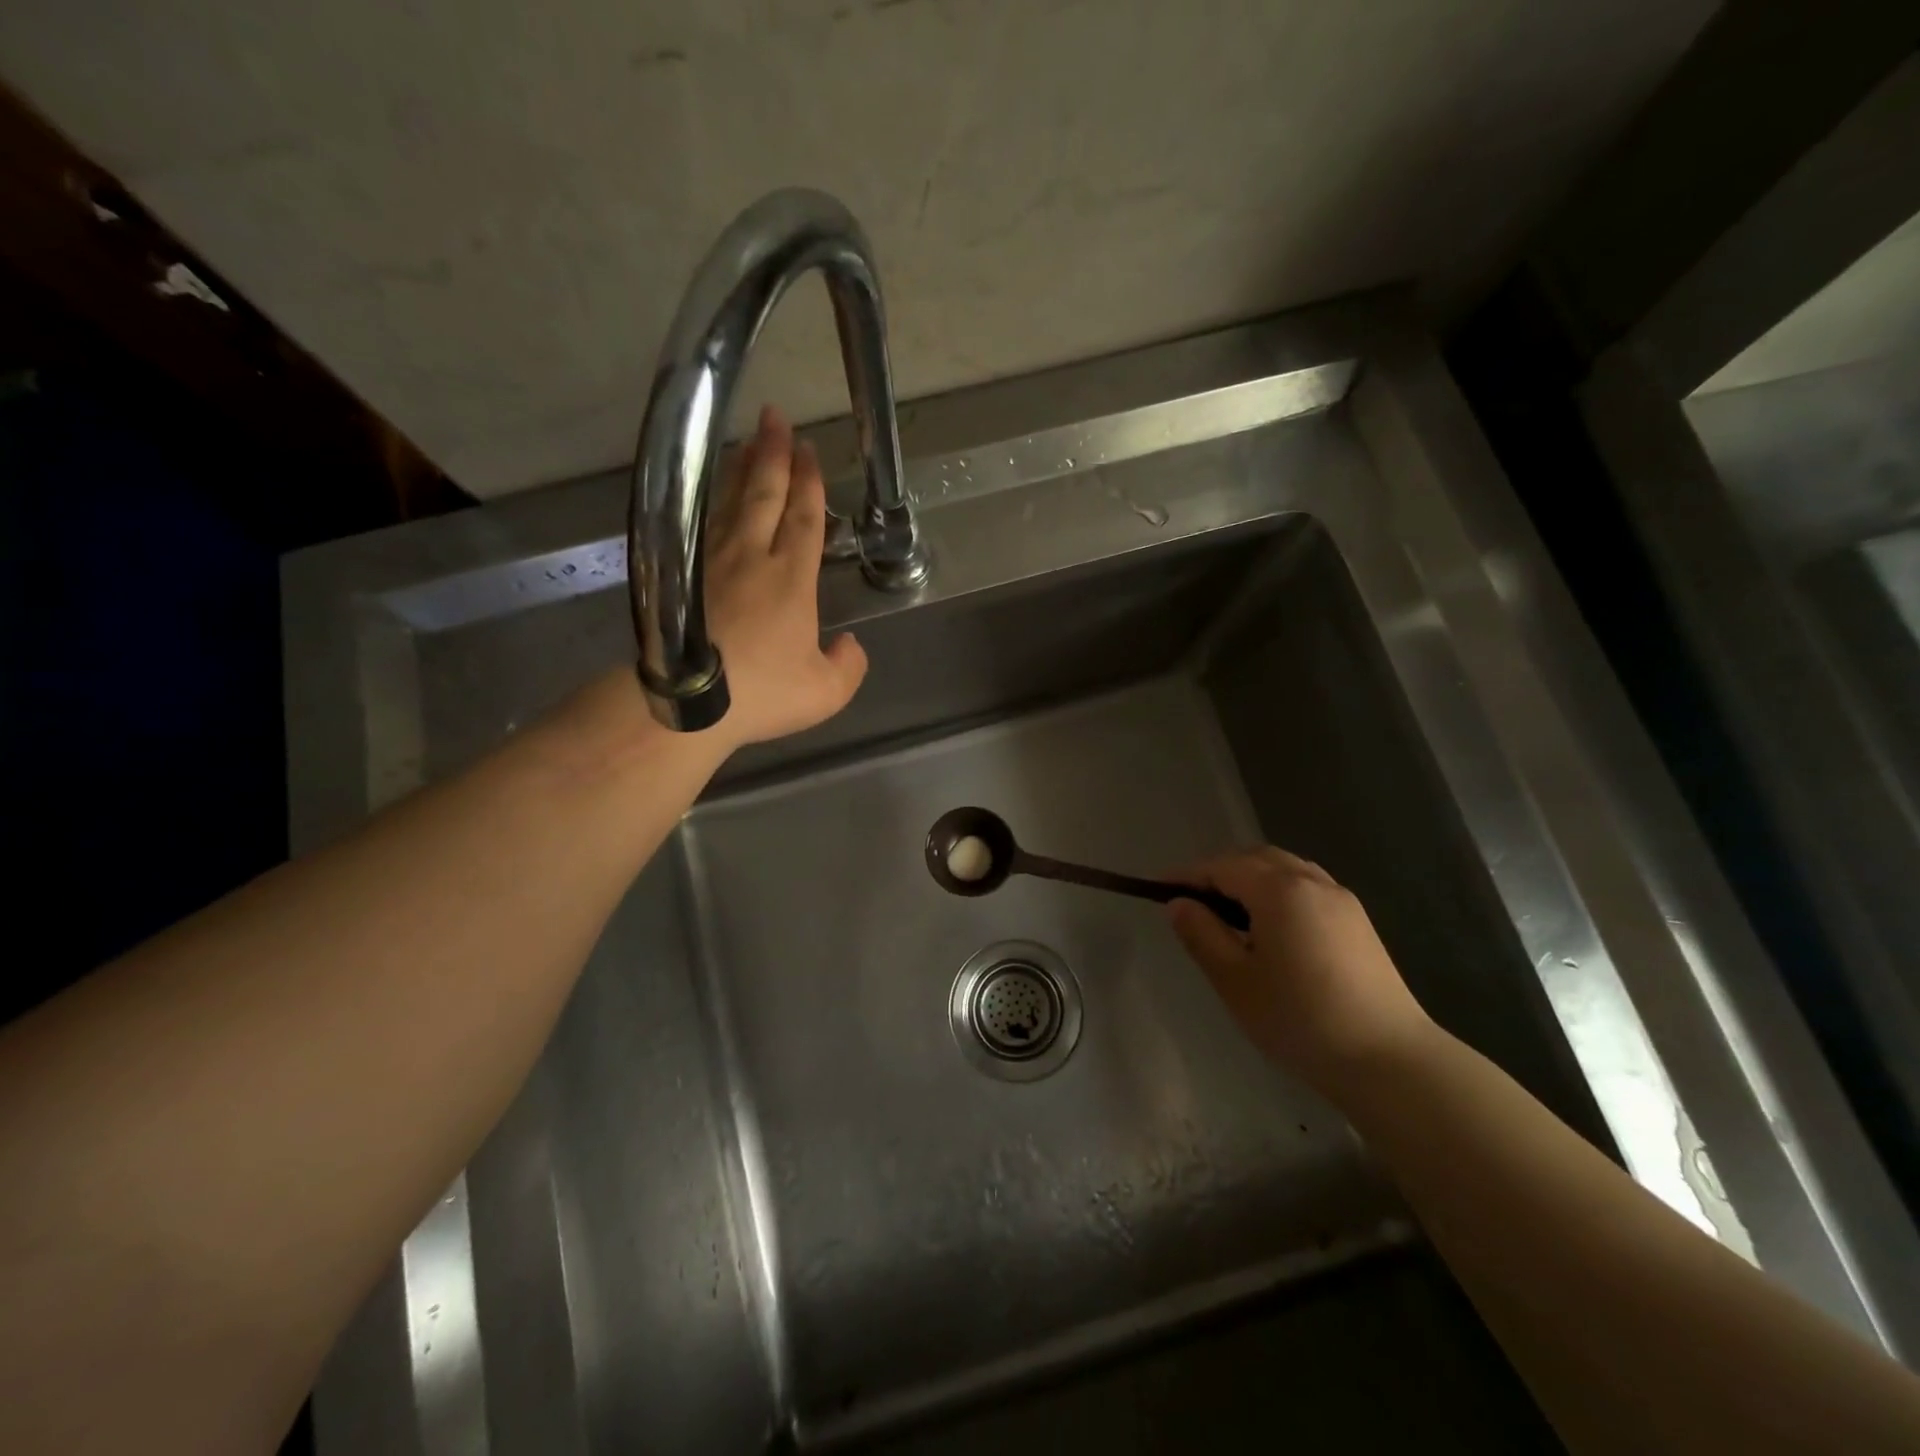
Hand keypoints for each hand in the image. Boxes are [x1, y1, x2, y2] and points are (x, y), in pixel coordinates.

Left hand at [704, 406, 868, 748]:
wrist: (688, 704)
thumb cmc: (762, 693)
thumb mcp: (825, 692)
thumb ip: (847, 666)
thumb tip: (849, 645)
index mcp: (791, 579)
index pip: (804, 518)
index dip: (809, 482)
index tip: (808, 449)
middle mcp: (751, 557)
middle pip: (764, 495)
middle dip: (772, 454)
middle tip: (775, 418)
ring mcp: (711, 562)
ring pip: (729, 502)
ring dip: (740, 469)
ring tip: (747, 442)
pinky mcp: (681, 574)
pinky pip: (701, 522)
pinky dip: (710, 499)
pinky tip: (712, 493)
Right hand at [1169, 847, 1434, 1092]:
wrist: (1389, 1060)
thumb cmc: (1301, 1019)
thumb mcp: (1236, 981)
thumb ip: (1202, 935)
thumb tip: (1179, 904)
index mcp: (1279, 891)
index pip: (1222, 867)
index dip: (1187, 875)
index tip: (1158, 889)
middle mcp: (1312, 882)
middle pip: (1255, 858)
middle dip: (1219, 870)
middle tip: (1192, 900)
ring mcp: (1340, 899)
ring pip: (1284, 868)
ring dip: (1250, 877)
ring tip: (1228, 911)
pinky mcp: (1357, 921)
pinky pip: (1307, 885)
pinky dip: (1278, 889)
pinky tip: (1271, 925)